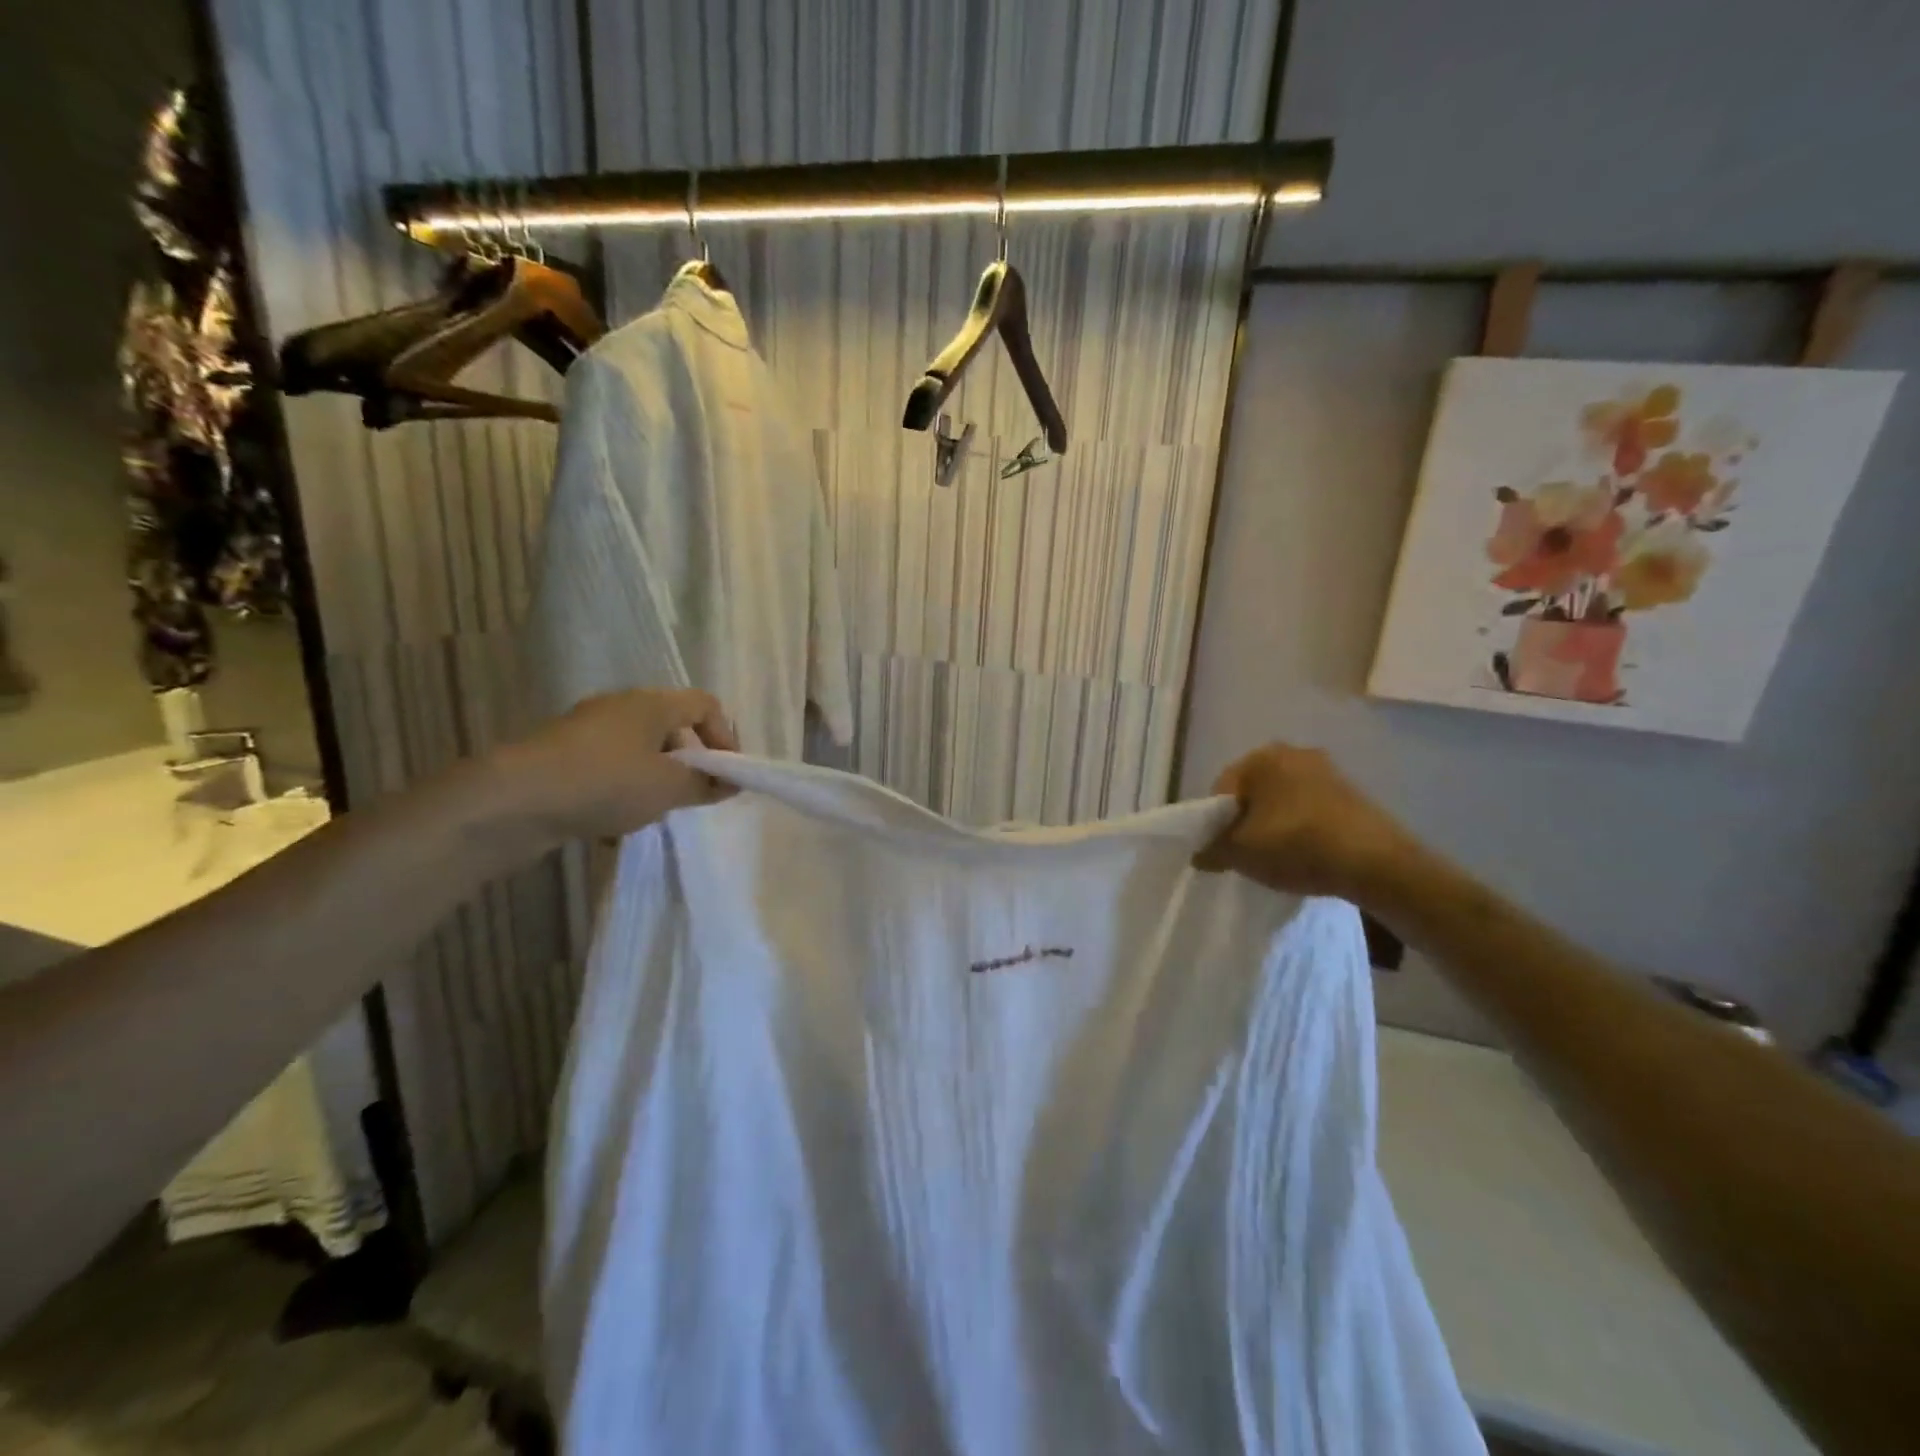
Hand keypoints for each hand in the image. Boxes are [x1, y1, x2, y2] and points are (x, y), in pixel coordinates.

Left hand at [493, 688, 738, 844]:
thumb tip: (729, 783)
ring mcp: (585, 731)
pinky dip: (620, 790)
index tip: (728, 774)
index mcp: (650, 703)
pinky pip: (607, 769)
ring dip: (654, 779)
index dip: (725, 736)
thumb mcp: (667, 787)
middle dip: (689, 761)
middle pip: (670, 726)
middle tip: (694, 794)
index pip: (705, 704)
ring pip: (637, 751)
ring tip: (652, 813)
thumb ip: (704, 784)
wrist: (511, 801)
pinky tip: (612, 824)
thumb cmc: (605, 783)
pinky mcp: (560, 758)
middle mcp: (619, 708)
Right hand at [1193, 743, 1415, 903]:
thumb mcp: (1241, 854)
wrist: (1376, 862)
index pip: (1220, 791)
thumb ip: (1211, 851)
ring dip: (1274, 825)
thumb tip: (1199, 854)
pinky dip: (1301, 828)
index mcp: (1260, 757)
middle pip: (1252, 793)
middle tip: (1248, 855)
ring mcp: (1326, 770)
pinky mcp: (1351, 791)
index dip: (1215, 824)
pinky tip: (1307, 853)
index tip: (1223, 852)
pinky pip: (1310, 808)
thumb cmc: (1296, 845)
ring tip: (1279, 858)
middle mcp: (1292, 752)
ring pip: (1282, 801)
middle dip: (1245, 822)